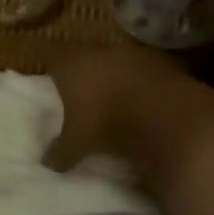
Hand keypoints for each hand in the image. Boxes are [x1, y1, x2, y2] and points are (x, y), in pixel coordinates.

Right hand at [44, 43, 185, 170]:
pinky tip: (142, 99)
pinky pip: (142, 69)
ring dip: (114, 74)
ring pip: (114, 60)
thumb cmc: (106, 123)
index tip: (53, 83)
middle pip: (84, 56)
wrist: (166, 115)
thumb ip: (60, 151)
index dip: (53, 71)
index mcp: (70, 65)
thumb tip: (48, 162)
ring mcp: (130, 53)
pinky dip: (140, 81)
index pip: (52, 59)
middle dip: (84, 71)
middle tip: (83, 91)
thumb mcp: (77, 144)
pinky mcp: (159, 61)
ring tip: (115, 96)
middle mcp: (97, 52)